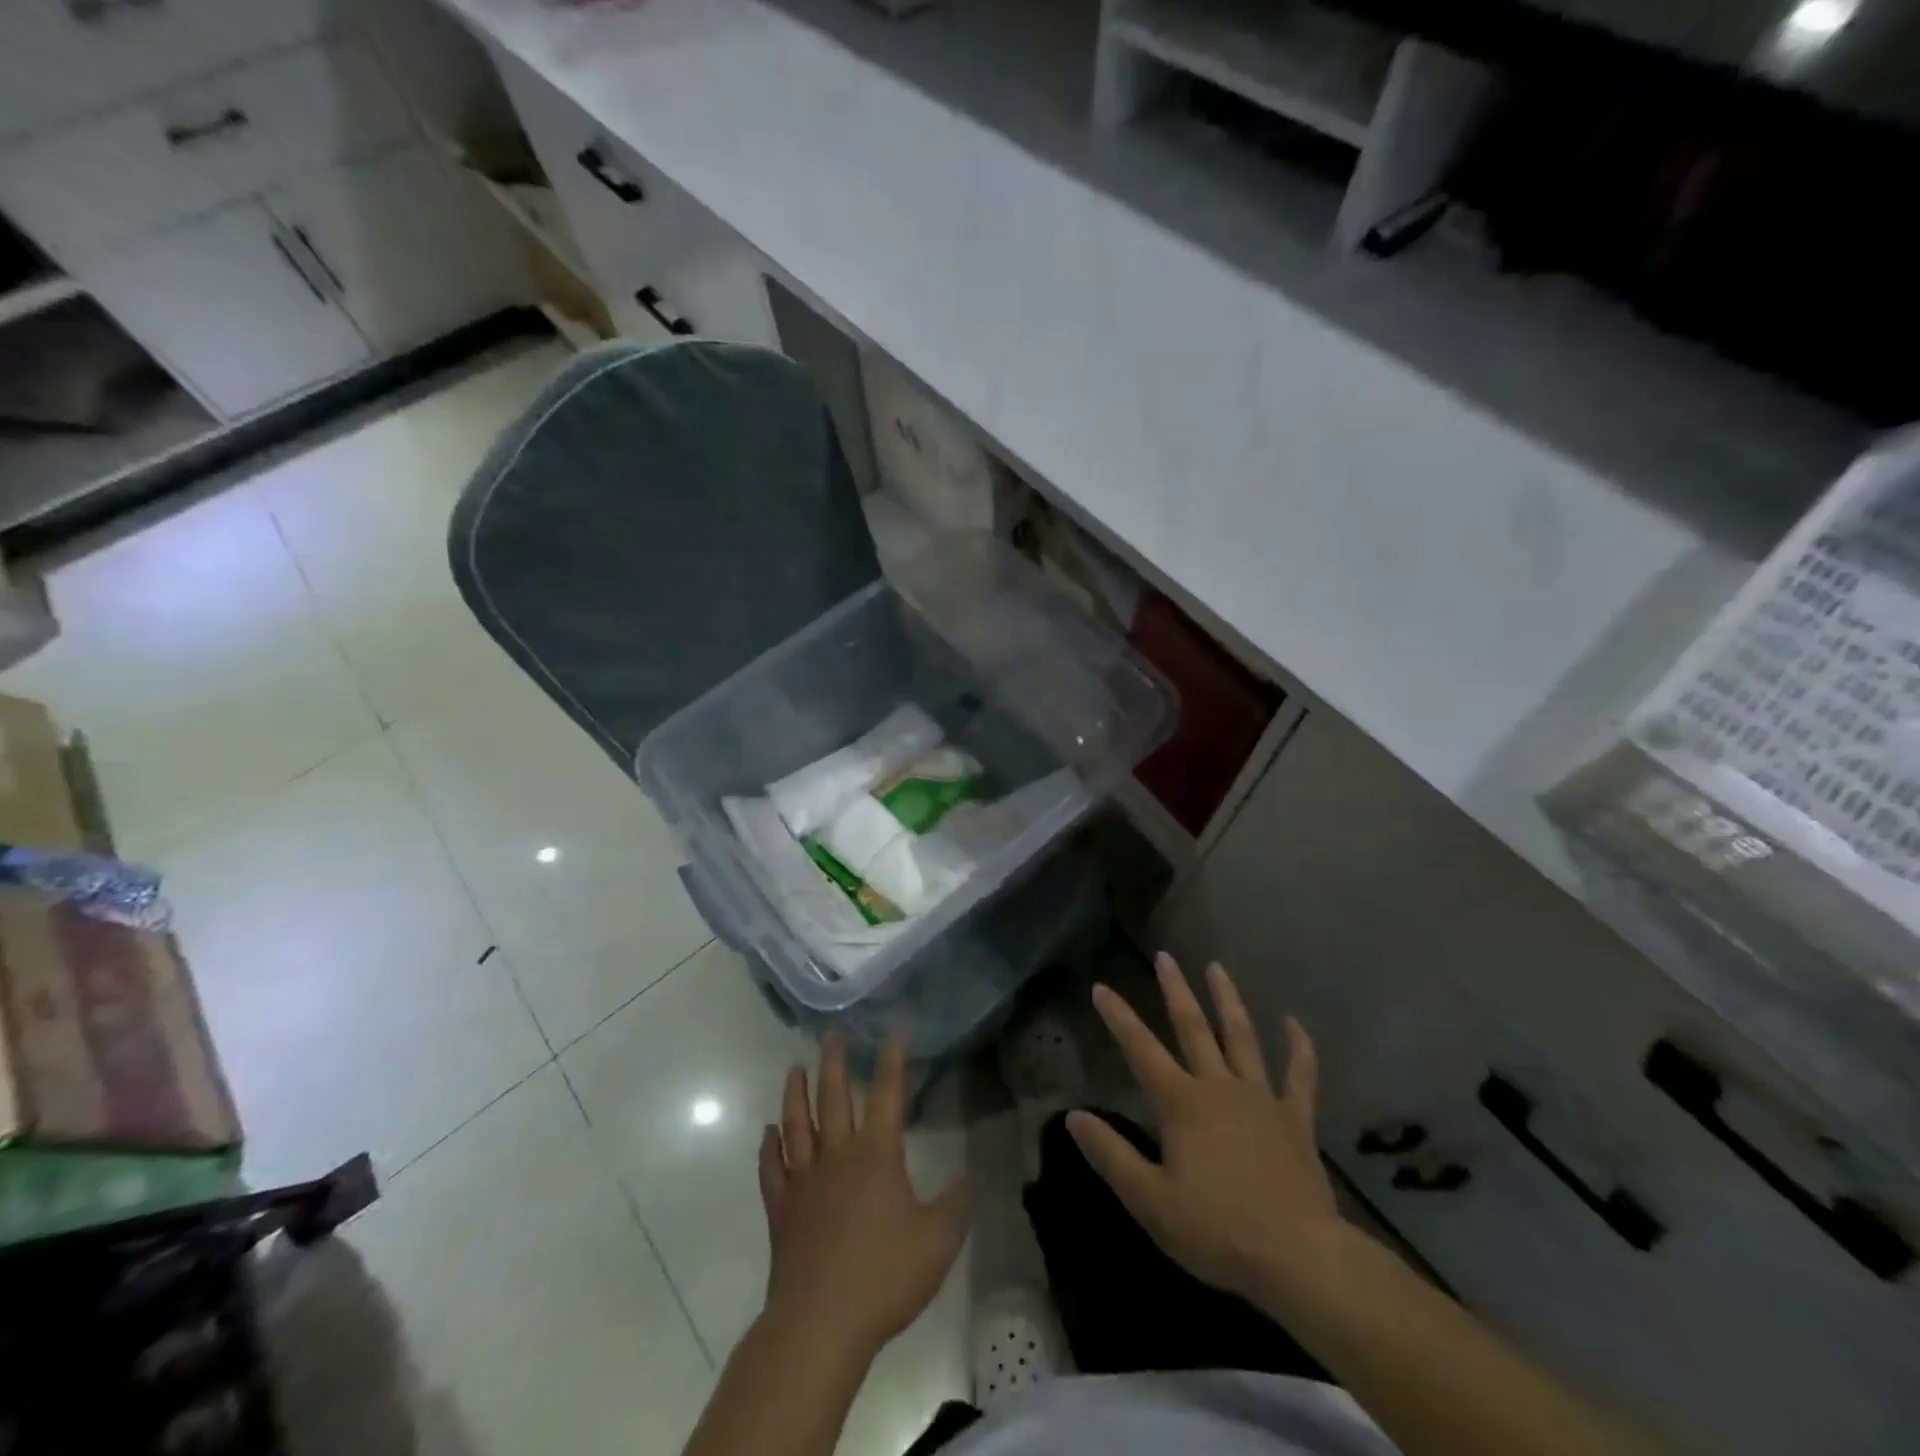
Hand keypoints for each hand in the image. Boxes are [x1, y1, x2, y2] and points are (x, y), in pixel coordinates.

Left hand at [758, 1031, 970, 1363]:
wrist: (820, 1324)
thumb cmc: (884, 1276)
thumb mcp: (939, 1241)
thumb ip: (956, 1204)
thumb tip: (969, 1175)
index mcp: (877, 1155)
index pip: (887, 1094)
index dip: (892, 1060)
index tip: (893, 1030)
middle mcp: (838, 1155)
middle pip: (833, 1097)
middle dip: (834, 1061)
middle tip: (831, 1033)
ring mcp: (804, 1180)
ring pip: (797, 1124)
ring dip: (795, 1092)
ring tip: (795, 1067)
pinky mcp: (781, 1209)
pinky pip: (771, 1168)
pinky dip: (769, 1146)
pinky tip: (768, 1132)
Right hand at [1069, 954, 1343, 1305]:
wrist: (1299, 1258)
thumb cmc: (1218, 1230)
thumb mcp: (1150, 1201)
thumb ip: (1111, 1155)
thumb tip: (1073, 1116)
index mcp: (1181, 1103)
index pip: (1140, 1050)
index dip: (1118, 1017)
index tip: (1101, 987)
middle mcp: (1219, 1087)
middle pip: (1193, 1028)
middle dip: (1175, 990)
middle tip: (1165, 956)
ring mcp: (1261, 1098)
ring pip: (1242, 1037)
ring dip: (1227, 1000)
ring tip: (1217, 968)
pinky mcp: (1296, 1119)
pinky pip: (1299, 1075)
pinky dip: (1299, 1048)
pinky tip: (1295, 1023)